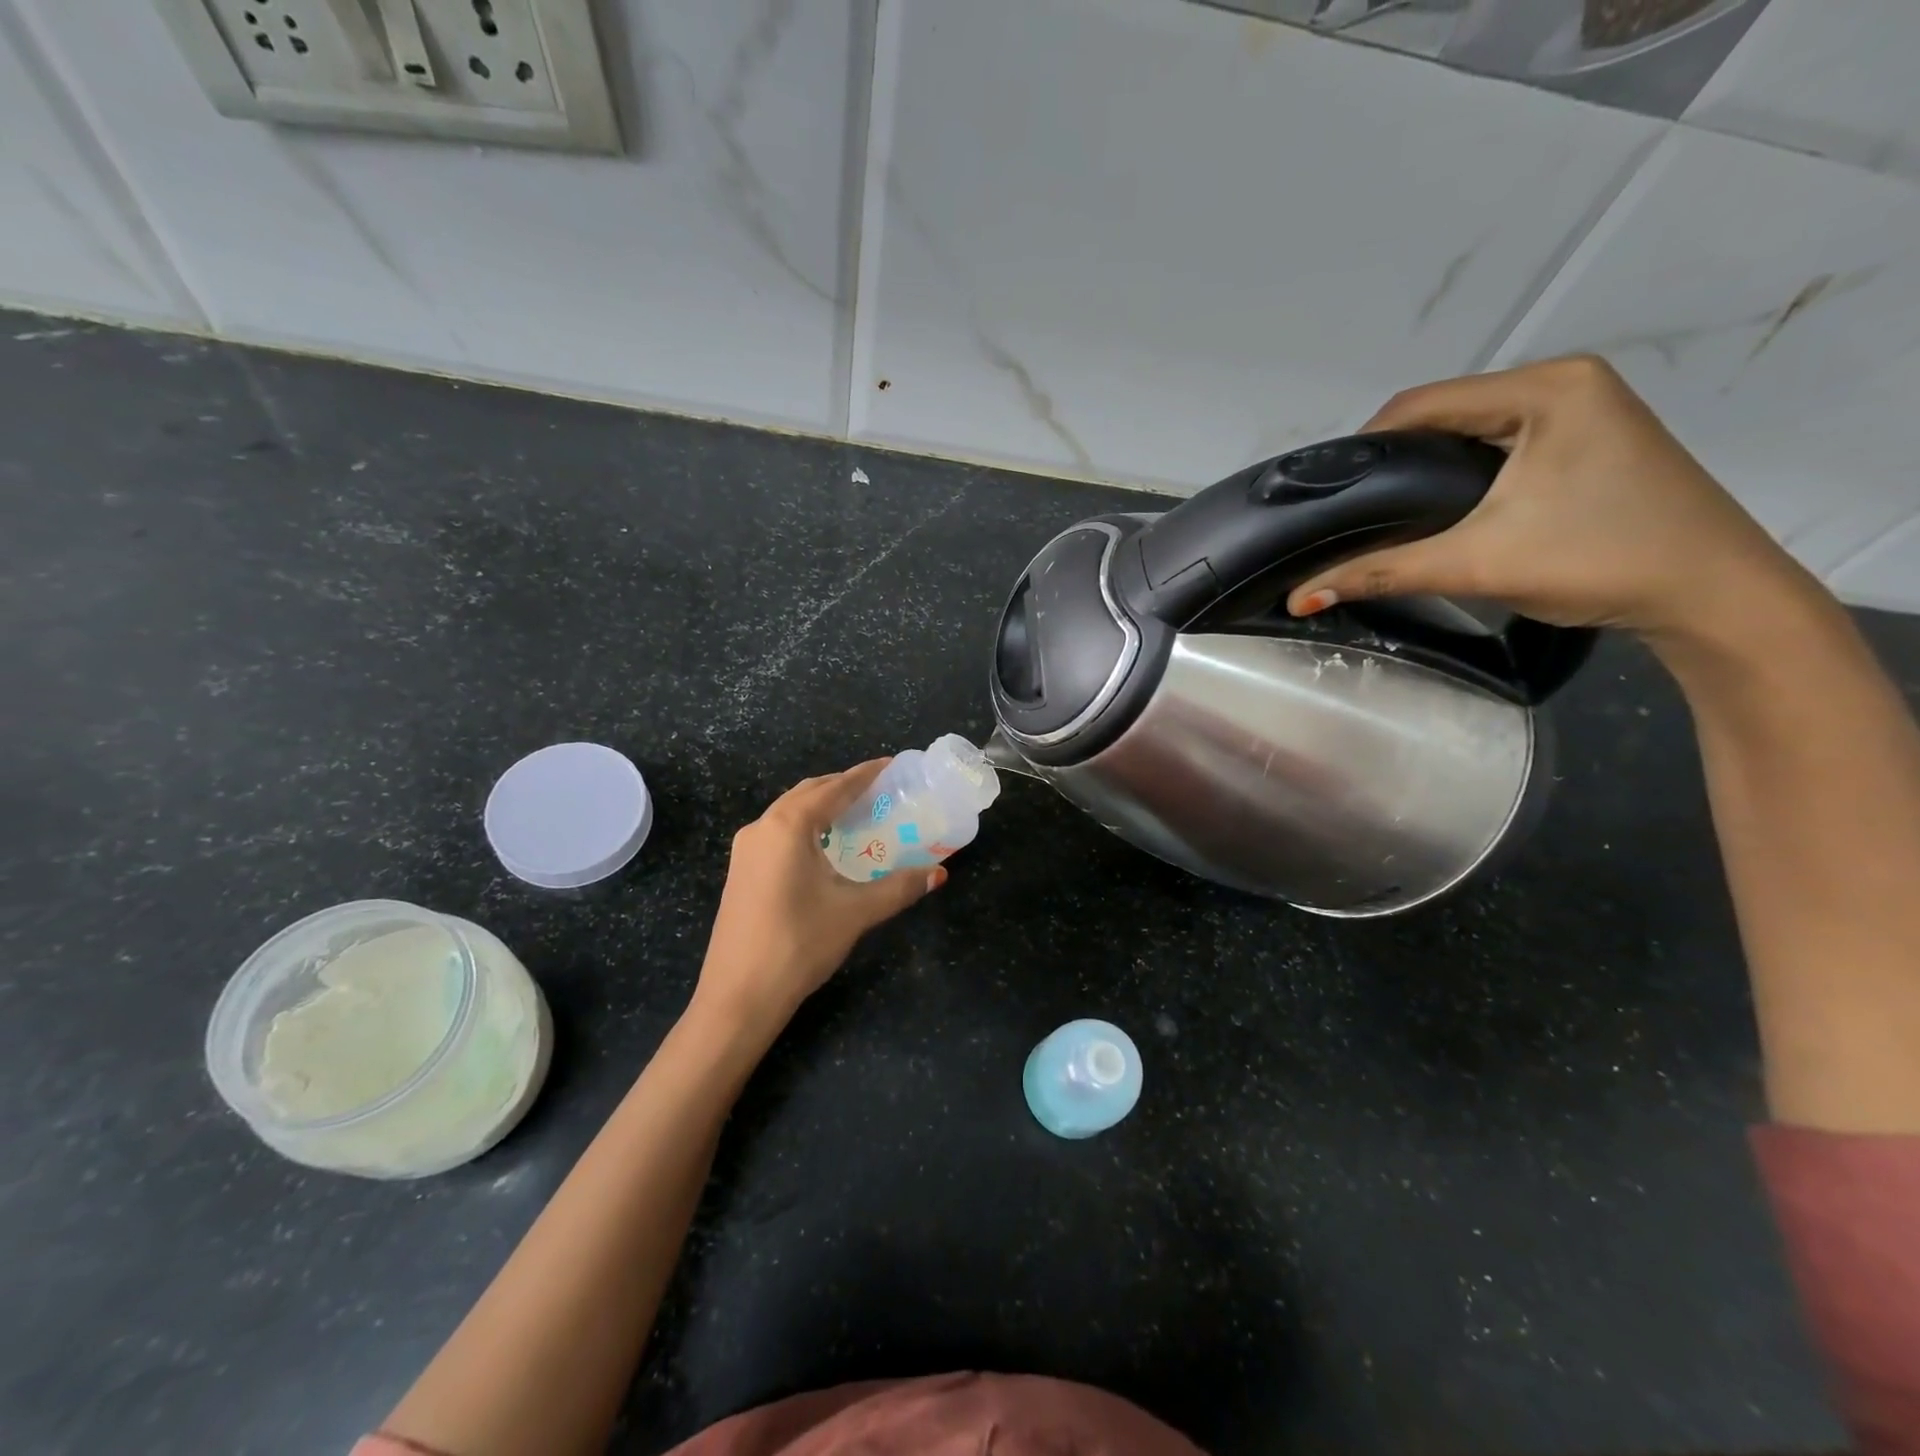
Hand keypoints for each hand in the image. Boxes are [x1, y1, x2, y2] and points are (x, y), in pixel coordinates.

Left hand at [693, 760, 944, 1034]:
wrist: (738, 998)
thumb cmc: (798, 945)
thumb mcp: (855, 912)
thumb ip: (899, 887)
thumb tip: (939, 873)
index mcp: (788, 826)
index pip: (834, 788)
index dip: (865, 774)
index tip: (892, 765)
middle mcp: (762, 827)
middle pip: (809, 793)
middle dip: (843, 787)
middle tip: (880, 791)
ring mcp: (746, 850)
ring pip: (790, 812)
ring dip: (823, 806)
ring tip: (858, 813)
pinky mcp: (742, 872)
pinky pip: (779, 833)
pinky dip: (806, 827)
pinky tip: (826, 847)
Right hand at [1285, 356, 1814, 649]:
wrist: (1712, 594)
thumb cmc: (1598, 560)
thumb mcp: (1476, 563)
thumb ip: (1380, 573)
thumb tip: (1298, 598)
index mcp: (1545, 388)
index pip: (1423, 403)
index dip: (1365, 447)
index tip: (1329, 494)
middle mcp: (1566, 382)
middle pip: (1447, 411)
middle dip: (1394, 459)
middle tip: (1352, 510)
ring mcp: (1585, 407)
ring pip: (1473, 428)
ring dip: (1426, 465)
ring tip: (1387, 512)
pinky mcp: (1591, 438)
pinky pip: (1502, 442)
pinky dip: (1462, 471)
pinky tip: (1442, 508)